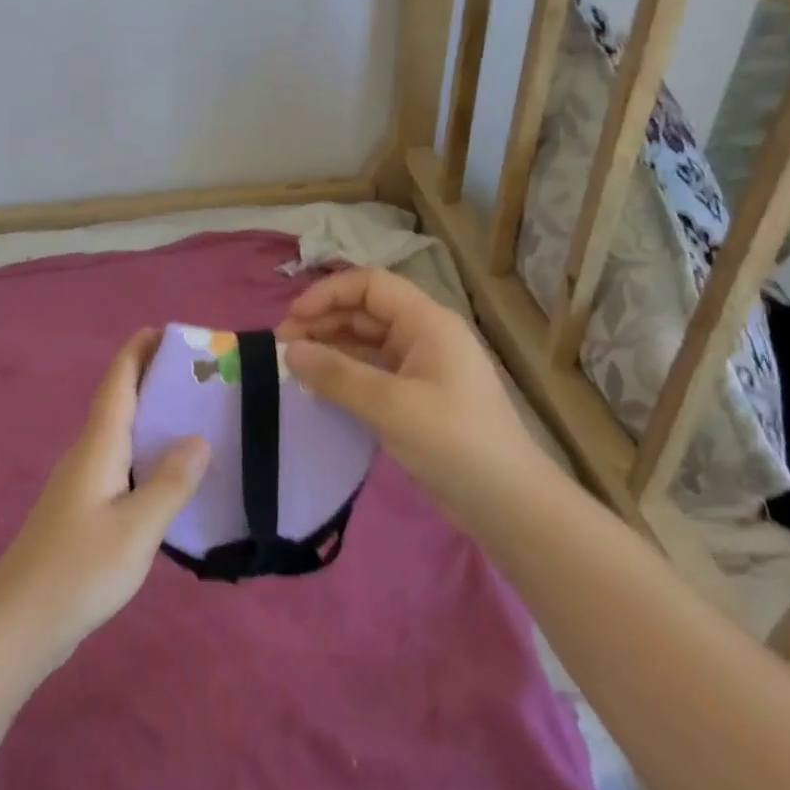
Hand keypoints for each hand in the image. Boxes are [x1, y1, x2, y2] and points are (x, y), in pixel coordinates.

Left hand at [0, 329, 209, 669]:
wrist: (19, 623)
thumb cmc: (78, 570)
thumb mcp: (136, 529)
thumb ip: (170, 483)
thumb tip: (199, 437)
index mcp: (97, 446)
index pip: (117, 383)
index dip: (137, 352)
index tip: (165, 330)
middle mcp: (87, 454)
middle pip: (118, 401)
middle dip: (151, 378)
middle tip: (197, 373)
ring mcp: (82, 482)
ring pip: (119, 433)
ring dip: (150, 415)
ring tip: (193, 413)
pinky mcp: (83, 509)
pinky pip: (120, 462)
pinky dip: (146, 450)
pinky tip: (168, 471)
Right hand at [276, 269, 548, 511]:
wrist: (507, 503)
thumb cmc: (454, 442)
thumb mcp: (390, 406)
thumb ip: (337, 375)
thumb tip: (290, 351)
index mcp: (427, 323)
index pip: (370, 285)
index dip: (328, 294)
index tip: (291, 320)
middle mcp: (424, 337)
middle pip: (365, 312)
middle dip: (322, 323)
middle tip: (283, 350)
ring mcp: (421, 368)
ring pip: (366, 343)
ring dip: (330, 349)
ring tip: (293, 369)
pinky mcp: (416, 398)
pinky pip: (372, 373)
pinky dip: (344, 376)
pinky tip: (319, 391)